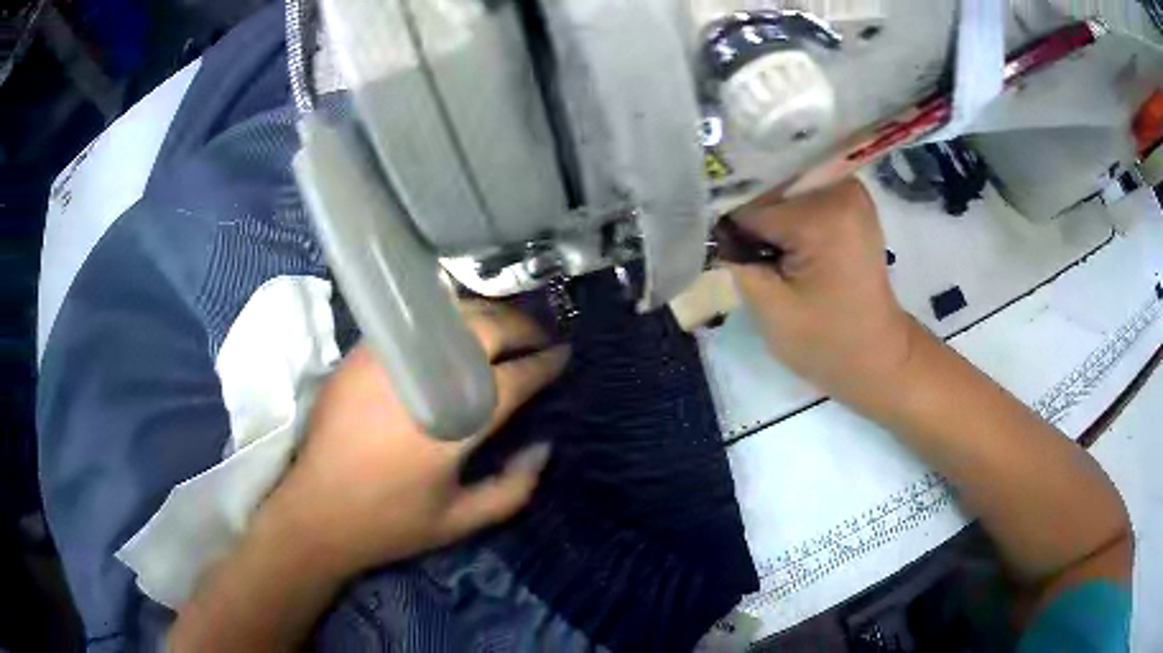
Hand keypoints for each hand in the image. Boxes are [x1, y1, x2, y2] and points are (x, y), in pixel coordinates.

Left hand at [258, 303, 568, 578]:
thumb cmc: (390, 521)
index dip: (546, 363)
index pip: (516, 377)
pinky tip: (454, 331)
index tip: (564, 355)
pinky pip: (414, 322)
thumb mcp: (461, 522)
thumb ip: (513, 489)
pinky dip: (445, 319)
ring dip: (487, 315)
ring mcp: (390, 359)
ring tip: (504, 328)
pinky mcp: (363, 353)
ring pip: (451, 316)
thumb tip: (544, 447)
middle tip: (539, 337)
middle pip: (487, 331)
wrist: (316, 510)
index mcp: (457, 423)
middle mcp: (427, 379)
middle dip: (523, 327)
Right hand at [729, 179, 919, 409]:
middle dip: (751, 220)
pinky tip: (786, 247)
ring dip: (767, 218)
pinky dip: (786, 218)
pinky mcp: (850, 201)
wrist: (878, 357)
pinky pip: (801, 196)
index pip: (751, 203)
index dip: (732, 232)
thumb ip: (735, 259)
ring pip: (782, 189)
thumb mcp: (770, 308)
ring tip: (769, 255)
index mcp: (825, 210)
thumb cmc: (828, 343)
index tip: (728, 258)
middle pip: (768, 187)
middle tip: (748, 258)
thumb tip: (712, 226)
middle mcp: (840, 186)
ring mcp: (849, 190)